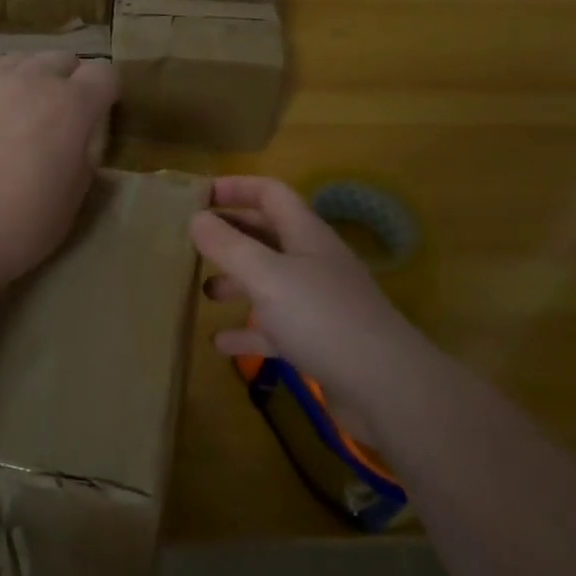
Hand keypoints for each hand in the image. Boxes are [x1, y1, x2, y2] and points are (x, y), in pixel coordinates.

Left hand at [0, 52, 118, 281]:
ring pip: (22, 58)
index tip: (98, 113)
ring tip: (18, 106)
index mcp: (72, 106)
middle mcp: (33, 79)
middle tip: (57, 115)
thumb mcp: (75, 196)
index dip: (105, 93)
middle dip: (68, 81)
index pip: (104, 74)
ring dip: (29, 77)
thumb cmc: (22, 225)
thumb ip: (84, 153)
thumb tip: (76, 137)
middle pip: (62, 59)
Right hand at [189, 177, 427, 408]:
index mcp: (305, 234)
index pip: (269, 193)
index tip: (196, 196)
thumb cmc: (322, 319)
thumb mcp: (267, 277)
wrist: (386, 387)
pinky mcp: (318, 340)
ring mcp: (317, 301)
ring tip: (202, 290)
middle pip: (266, 234)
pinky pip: (274, 327)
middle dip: (230, 234)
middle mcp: (312, 260)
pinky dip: (247, 330)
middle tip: (190, 242)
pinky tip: (220, 342)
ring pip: (269, 280)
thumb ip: (229, 247)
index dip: (235, 187)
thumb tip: (195, 218)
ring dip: (236, 281)